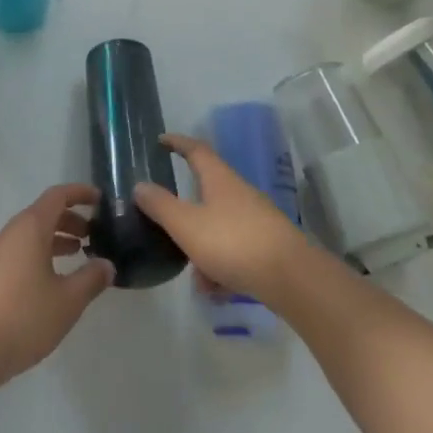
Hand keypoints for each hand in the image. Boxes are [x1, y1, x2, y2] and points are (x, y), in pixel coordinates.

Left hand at [0, 184, 113, 389]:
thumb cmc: (24, 317)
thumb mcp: (67, 300)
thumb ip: (91, 278)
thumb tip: (106, 265)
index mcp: (30, 229)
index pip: (57, 196)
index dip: (80, 194)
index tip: (100, 200)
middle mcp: (10, 233)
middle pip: (43, 213)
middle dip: (70, 219)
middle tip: (94, 235)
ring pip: (31, 234)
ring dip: (56, 238)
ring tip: (79, 255)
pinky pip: (20, 251)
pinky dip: (41, 253)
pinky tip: (52, 280)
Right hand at [135, 133, 314, 305]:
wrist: (293, 279)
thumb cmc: (233, 243)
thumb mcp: (186, 225)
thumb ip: (160, 206)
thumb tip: (140, 185)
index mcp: (219, 179)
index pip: (195, 150)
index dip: (177, 142)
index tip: (160, 140)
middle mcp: (239, 193)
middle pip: (206, 194)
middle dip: (185, 216)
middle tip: (168, 228)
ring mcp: (257, 220)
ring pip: (219, 229)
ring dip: (203, 252)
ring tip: (199, 281)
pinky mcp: (268, 246)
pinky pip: (234, 252)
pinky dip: (222, 269)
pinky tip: (219, 292)